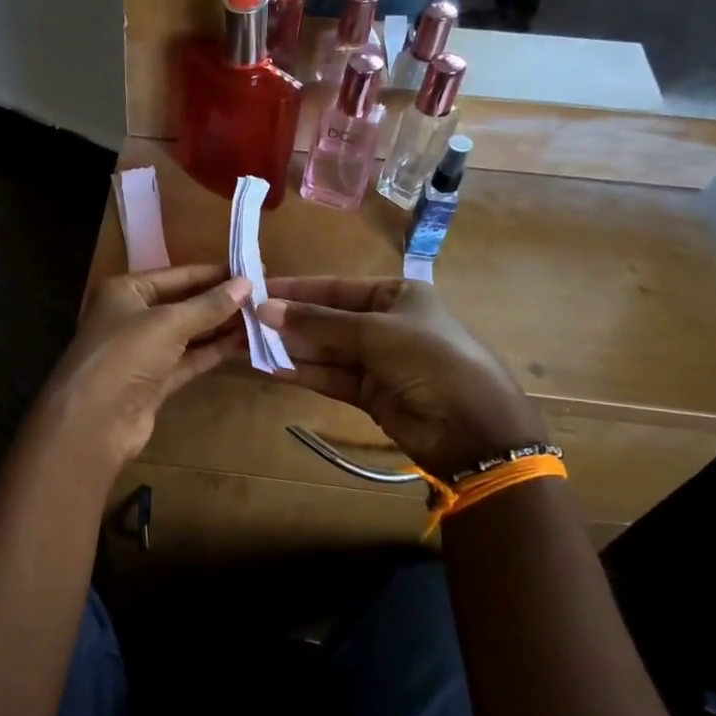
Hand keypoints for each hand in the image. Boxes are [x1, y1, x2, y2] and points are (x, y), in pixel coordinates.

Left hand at [40, 264, 251, 467]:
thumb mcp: (169, 323)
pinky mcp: (154, 381)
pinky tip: (243, 344)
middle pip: (184, 303)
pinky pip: (188, 359)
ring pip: (189, 333)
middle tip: (263, 296)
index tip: (251, 270)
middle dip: (220, 301)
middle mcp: (133, 317)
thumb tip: (246, 284)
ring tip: (261, 319)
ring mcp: (143, 351)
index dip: (214, 273)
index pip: (177, 275)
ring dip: (221, 327)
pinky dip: (212, 352)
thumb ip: (208, 305)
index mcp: (126, 291)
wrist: (94, 420)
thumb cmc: (125, 355)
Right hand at [256, 276, 544, 477]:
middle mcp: (384, 324)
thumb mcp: (375, 332)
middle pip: (326, 319)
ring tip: (247, 344)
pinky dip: (301, 372)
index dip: (296, 290)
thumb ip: (318, 322)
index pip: (336, 288)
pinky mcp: (368, 393)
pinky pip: (328, 377)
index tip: (256, 291)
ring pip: (324, 349)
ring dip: (289, 347)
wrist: (472, 427)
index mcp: (396, 295)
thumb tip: (264, 309)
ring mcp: (376, 360)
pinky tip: (269, 367)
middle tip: (243, 321)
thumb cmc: (430, 359)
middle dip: (288, 321)